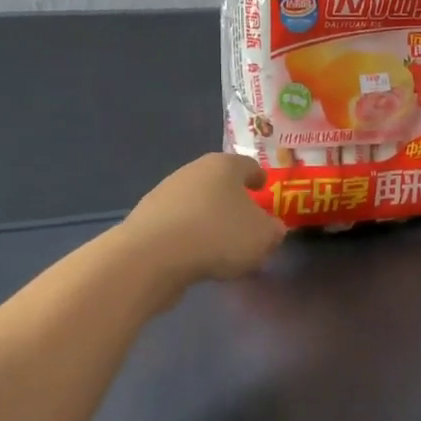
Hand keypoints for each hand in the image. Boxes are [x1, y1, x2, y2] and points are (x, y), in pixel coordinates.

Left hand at [120, 153, 287, 288]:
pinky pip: (178, 224)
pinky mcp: (147, 218)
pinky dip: (190, 235)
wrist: (152, 255)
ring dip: (209, 217)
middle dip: (233, 199)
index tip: (264, 187)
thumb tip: (271, 228)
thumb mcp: (263, 236)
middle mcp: (193, 171)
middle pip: (219, 182)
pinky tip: (196, 255)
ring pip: (197, 202)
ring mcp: (165, 193)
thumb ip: (273, 230)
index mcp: (224, 165)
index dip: (258, 177)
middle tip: (246, 219)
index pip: (248, 165)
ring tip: (221, 244)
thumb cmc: (217, 235)